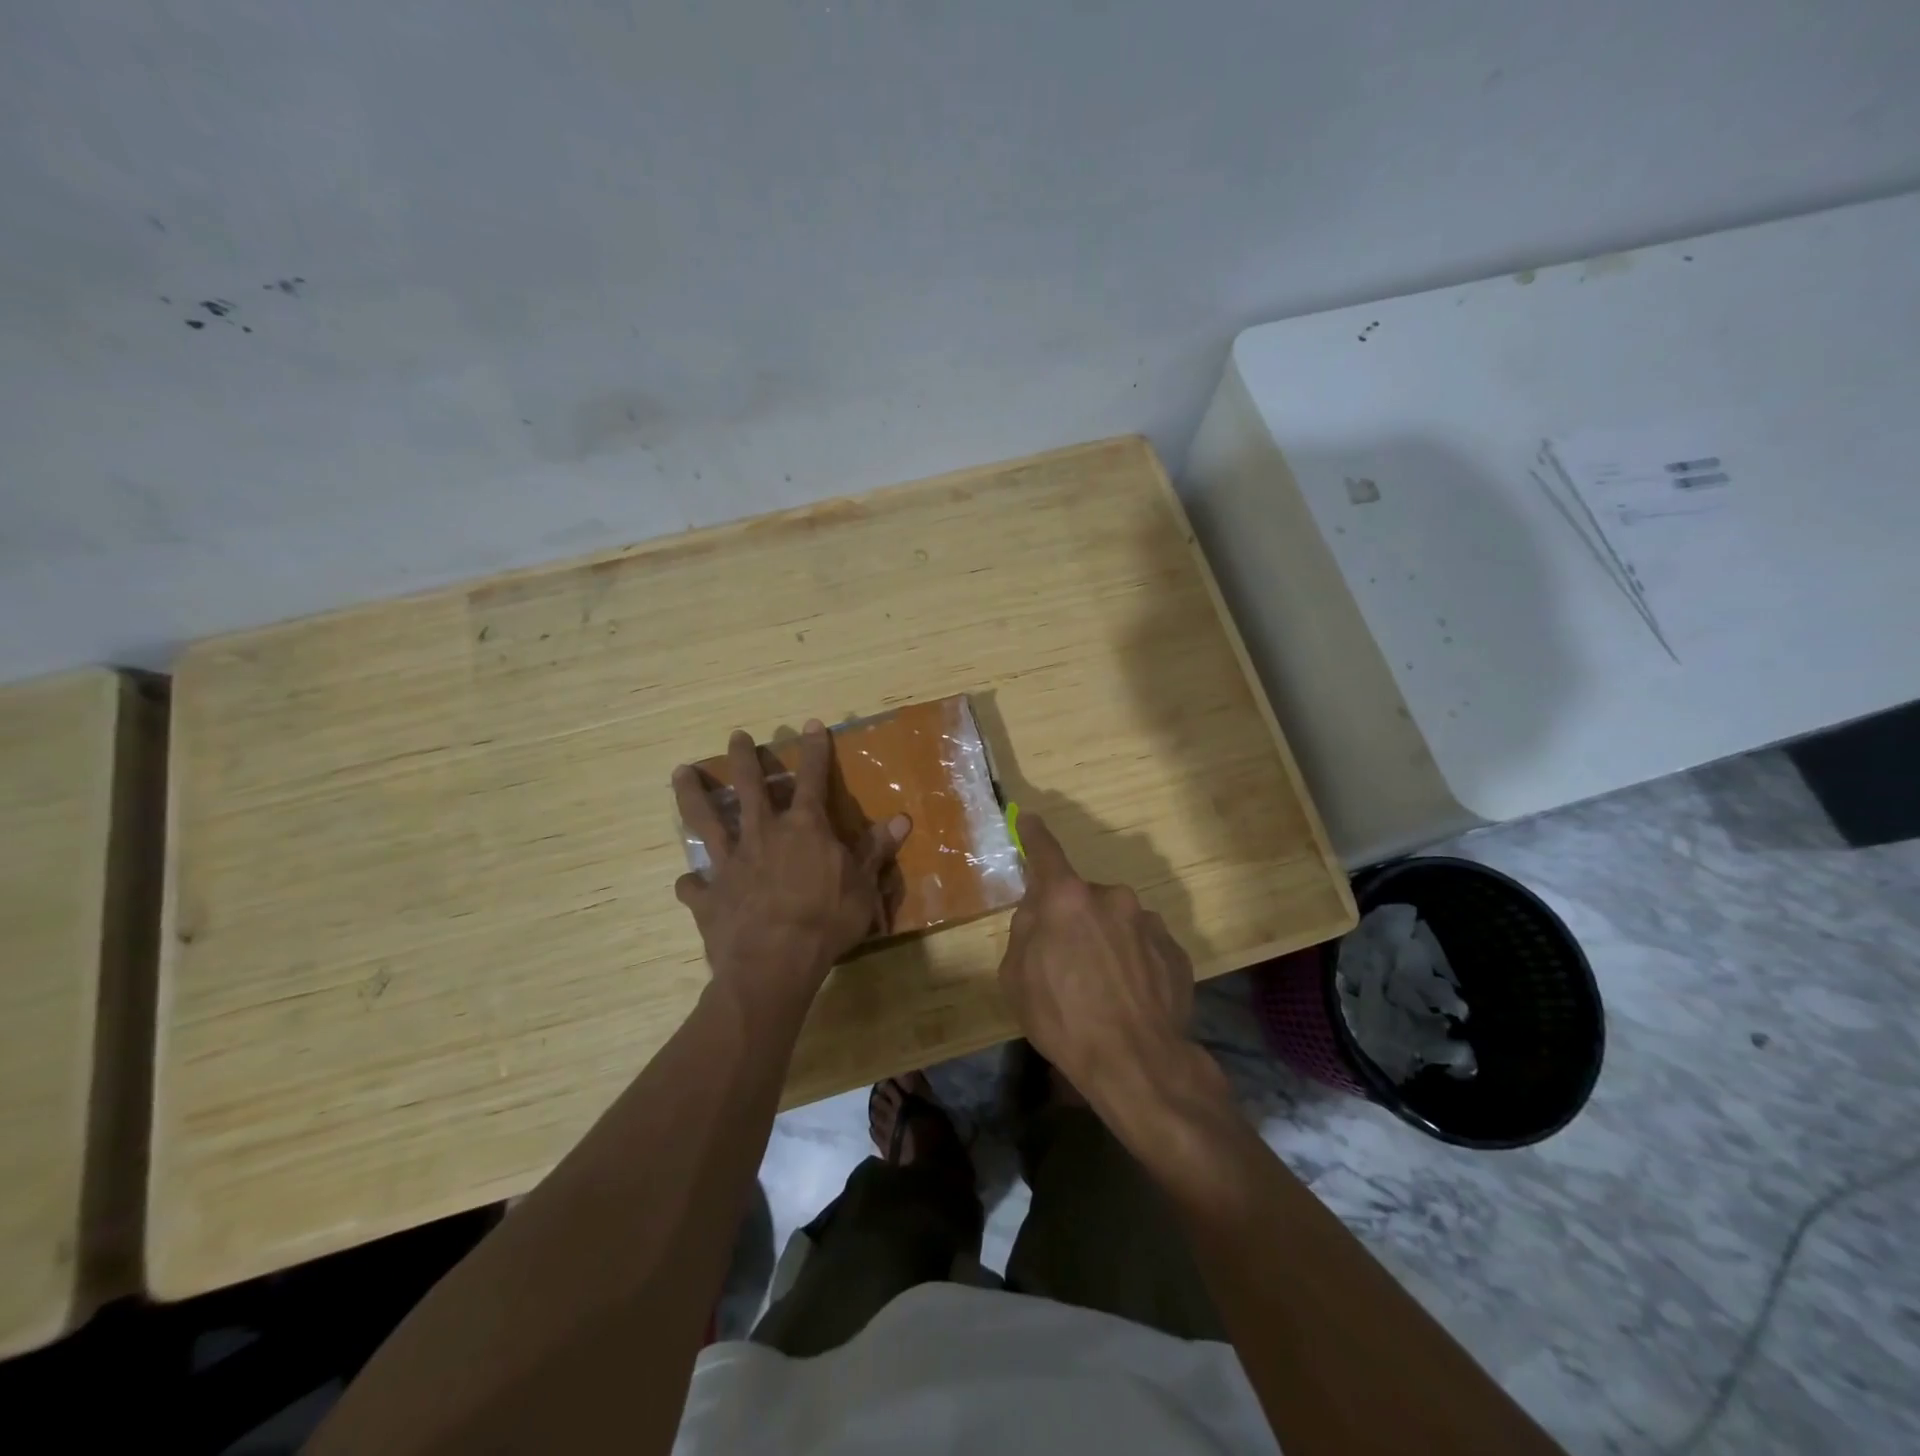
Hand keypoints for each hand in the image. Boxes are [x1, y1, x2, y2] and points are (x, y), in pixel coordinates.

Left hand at [673, 721, 909, 1014]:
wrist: (774, 964)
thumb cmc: (827, 922)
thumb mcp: (864, 886)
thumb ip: (876, 851)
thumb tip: (901, 819)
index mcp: (804, 829)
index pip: (812, 779)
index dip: (813, 751)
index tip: (809, 725)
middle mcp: (763, 835)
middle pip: (750, 788)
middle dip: (744, 759)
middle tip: (736, 736)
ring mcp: (730, 863)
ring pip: (706, 820)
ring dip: (693, 795)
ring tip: (680, 772)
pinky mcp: (708, 895)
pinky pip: (693, 885)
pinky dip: (691, 883)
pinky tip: (687, 882)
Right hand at [996, 814, 1197, 1113]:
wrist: (1138, 1063)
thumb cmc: (1064, 1019)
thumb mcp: (1017, 977)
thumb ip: (1025, 931)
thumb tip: (1038, 911)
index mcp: (1066, 899)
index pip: (1045, 852)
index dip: (1034, 834)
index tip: (1030, 818)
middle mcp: (1111, 897)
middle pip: (1082, 898)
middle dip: (1073, 920)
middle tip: (1068, 962)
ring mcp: (1148, 921)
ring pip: (1116, 922)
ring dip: (1107, 941)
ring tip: (1105, 989)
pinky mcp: (1175, 949)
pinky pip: (1144, 945)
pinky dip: (1134, 961)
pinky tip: (1131, 997)